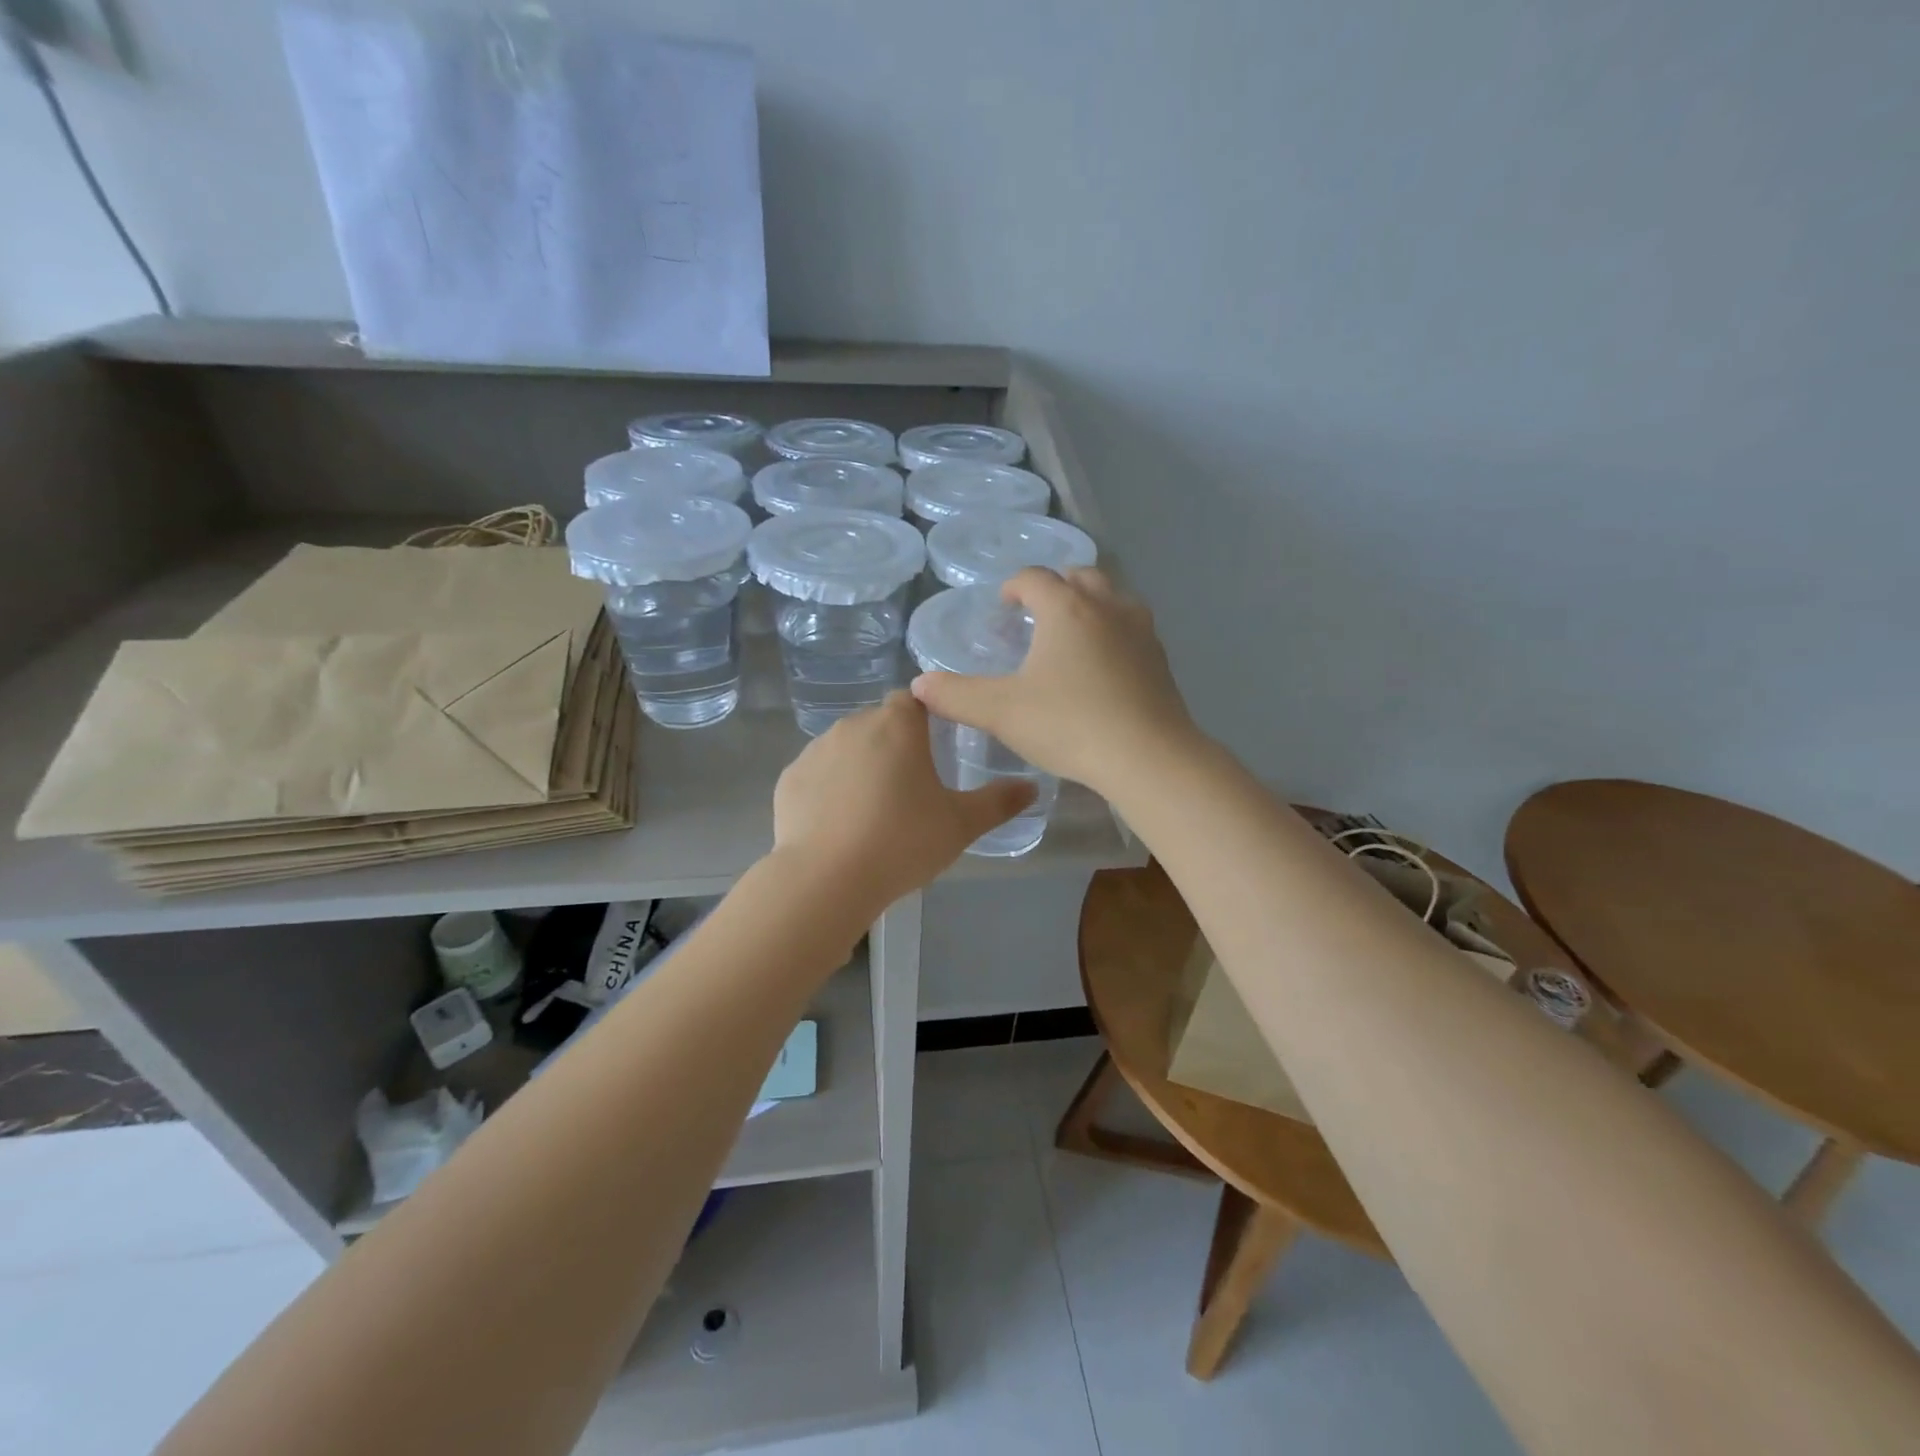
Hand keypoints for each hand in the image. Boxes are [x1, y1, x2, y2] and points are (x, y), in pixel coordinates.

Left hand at [771, 691, 1035, 912]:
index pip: (914, 699)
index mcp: (897, 725)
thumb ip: (998, 802)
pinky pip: (817, 775)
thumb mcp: (960, 825)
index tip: (935, 749)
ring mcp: (815, 751)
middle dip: (893, 746)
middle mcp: (853, 725)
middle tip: (910, 789)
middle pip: (879, 723)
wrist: (827, 879)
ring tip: (873, 812)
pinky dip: (829, 790)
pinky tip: (839, 825)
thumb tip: (1032, 787)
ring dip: (860, 767)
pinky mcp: (789, 780)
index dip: (926, 718)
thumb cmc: (902, 841)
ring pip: (846, 748)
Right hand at [910, 567, 1200, 799]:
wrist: (1148, 757)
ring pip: (1113, 598)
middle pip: (1080, 576)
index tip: (1004, 606)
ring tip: (1071, 636)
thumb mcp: (1001, 713)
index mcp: (1066, 608)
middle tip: (1036, 614)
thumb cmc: (1069, 725)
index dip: (1014, 586)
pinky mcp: (1162, 659)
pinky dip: (1113, 633)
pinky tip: (1103, 667)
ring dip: (1090, 605)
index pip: (1035, 578)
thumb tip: (919, 685)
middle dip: (1056, 587)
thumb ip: (956, 696)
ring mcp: (1141, 630)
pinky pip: (1132, 629)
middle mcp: (1107, 607)